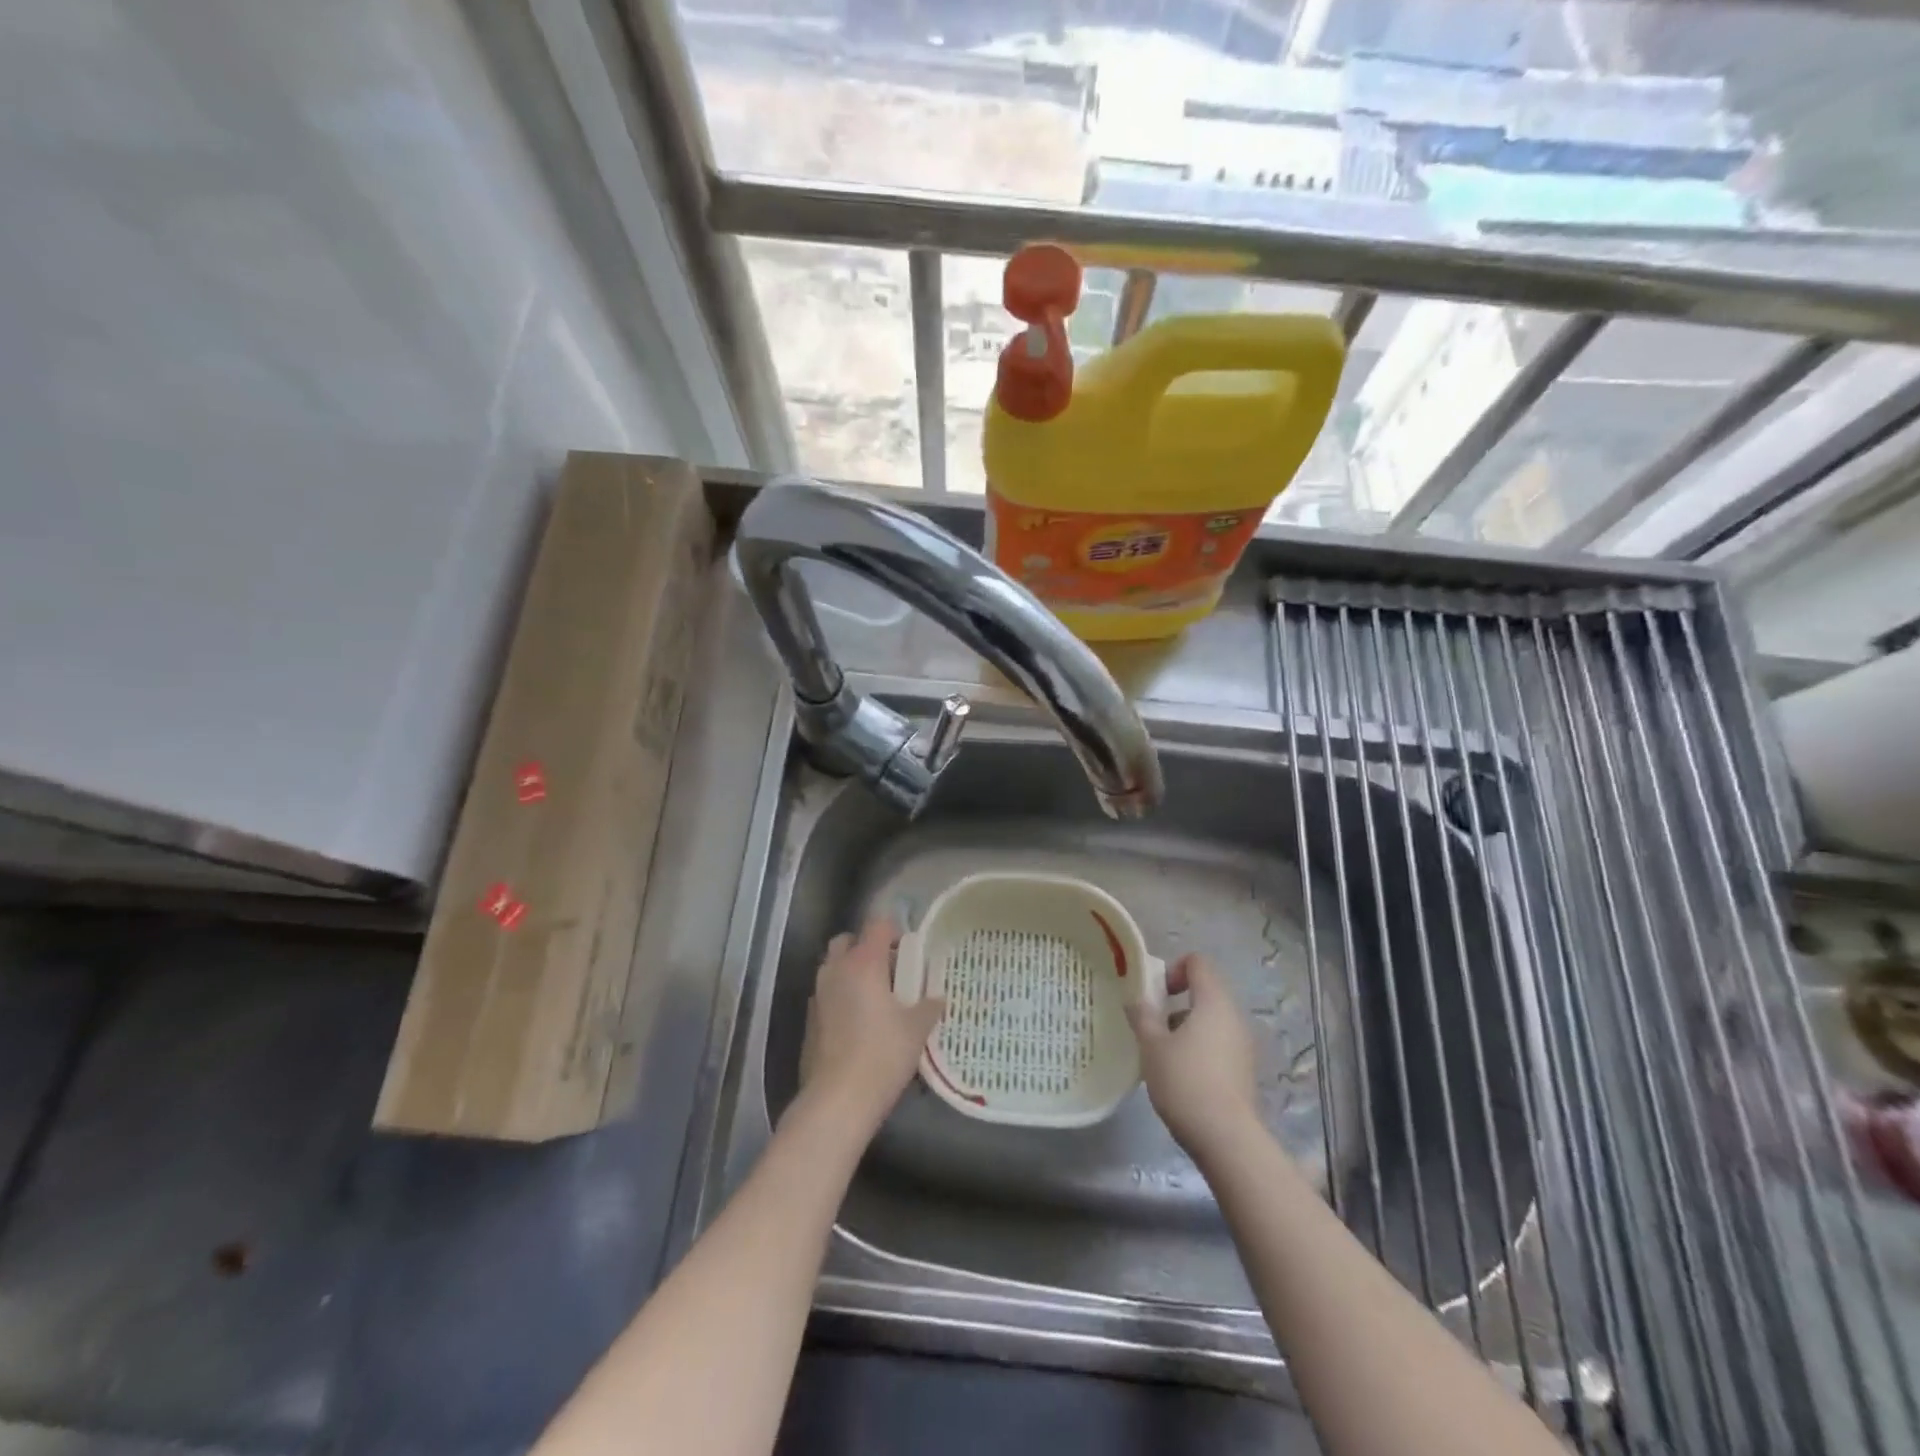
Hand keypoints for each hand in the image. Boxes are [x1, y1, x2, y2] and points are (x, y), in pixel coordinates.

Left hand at [797, 916, 944, 1135]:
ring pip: (833, 966)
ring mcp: (818, 994)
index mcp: (864, 963)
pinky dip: (840, 995)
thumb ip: (928, 1007)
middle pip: (847, 940)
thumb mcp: (916, 1030)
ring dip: (851, 970)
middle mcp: (836, 970)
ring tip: (875, 996)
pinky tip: (857, 1021)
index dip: (894, 930)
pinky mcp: (809, 1018)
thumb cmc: (882, 1055)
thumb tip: (938, 998)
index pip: (877, 925)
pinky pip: (826, 993)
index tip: (909, 949)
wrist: (837, 1099)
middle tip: (889, 969)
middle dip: (866, 947)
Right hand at [1127, 953, 1260, 1161]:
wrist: (1226, 1139)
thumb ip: (1143, 1015)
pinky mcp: (1244, 1070)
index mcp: (1214, 1002)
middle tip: (1152, 1025)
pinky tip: (1180, 1076)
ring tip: (1162, 1054)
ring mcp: (1243, 1045)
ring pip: (1211, 1020)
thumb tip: (1136, 997)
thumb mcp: (1152, 1046)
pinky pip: (1218, 1044)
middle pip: (1205, 992)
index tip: (1155, 995)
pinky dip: (1199, 1048)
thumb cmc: (1185, 1081)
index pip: (1198, 963)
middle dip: (1175, 1003)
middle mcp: (1234, 1017)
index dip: (1173, 969)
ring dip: (1185, 1027)